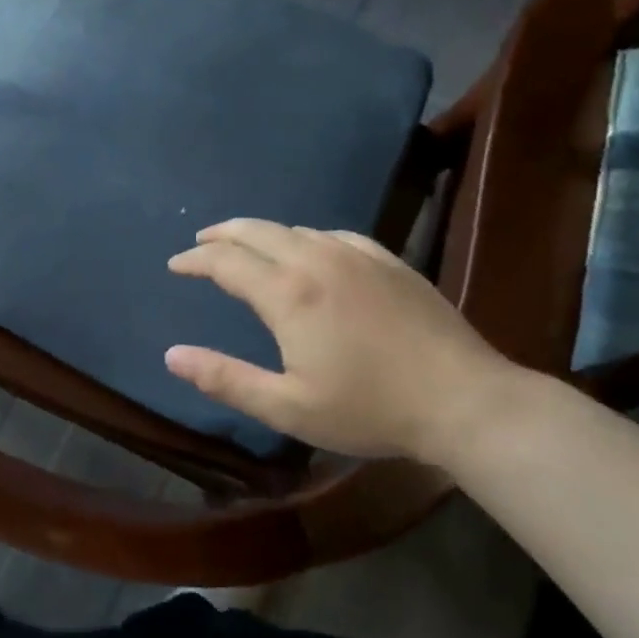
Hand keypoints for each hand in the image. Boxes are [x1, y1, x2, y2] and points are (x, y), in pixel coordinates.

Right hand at [164, 220, 517, 464]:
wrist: (466, 401)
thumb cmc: (370, 408)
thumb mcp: (287, 407)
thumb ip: (225, 379)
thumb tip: (172, 355)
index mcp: (288, 293)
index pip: (226, 261)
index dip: (195, 260)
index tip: (175, 265)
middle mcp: (317, 261)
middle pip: (256, 231)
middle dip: (222, 234)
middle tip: (201, 243)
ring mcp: (358, 256)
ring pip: (295, 229)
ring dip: (261, 234)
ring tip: (247, 248)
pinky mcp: (390, 262)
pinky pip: (335, 234)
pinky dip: (306, 237)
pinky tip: (311, 250)